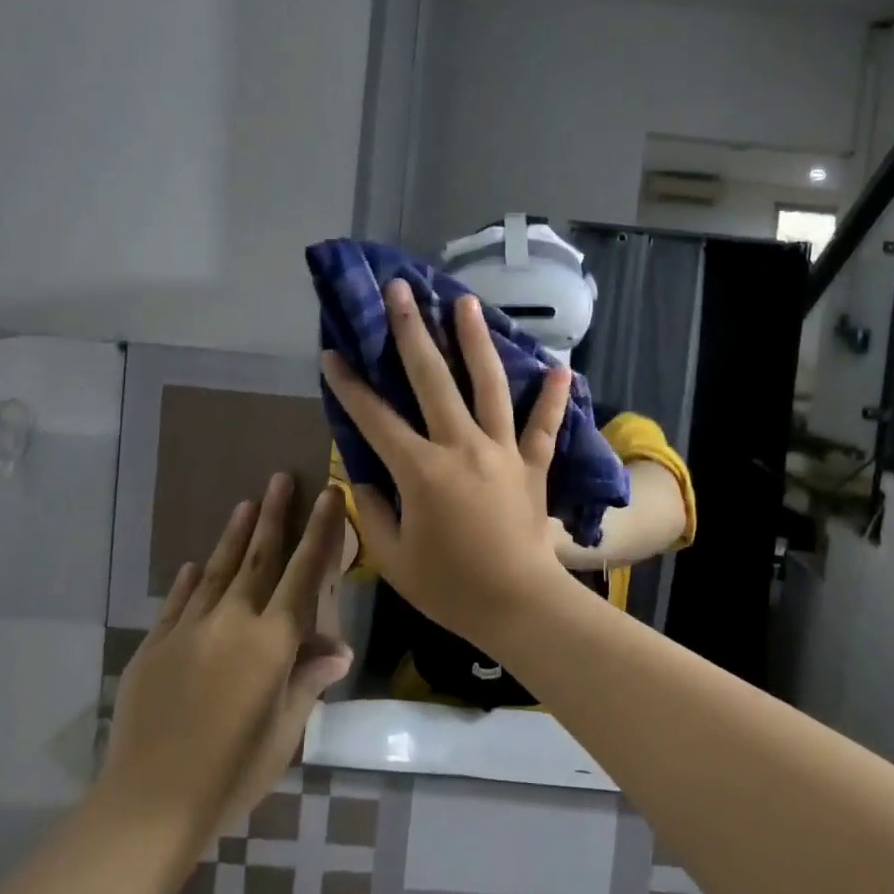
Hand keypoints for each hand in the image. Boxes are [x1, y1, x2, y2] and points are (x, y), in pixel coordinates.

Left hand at [101, 475, 352, 841]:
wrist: (150, 802)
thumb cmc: (233, 771)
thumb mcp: (285, 730)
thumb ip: (308, 680)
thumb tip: (338, 647)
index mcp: (273, 640)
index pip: (304, 573)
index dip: (319, 531)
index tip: (329, 495)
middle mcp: (233, 621)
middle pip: (258, 558)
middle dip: (274, 516)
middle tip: (280, 479)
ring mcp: (188, 630)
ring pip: (217, 571)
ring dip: (234, 536)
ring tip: (245, 504)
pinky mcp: (154, 647)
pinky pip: (177, 602)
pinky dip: (190, 580)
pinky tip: (196, 564)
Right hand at [320, 281, 571, 646]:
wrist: (518, 604)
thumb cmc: (450, 587)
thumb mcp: (394, 558)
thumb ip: (372, 513)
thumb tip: (363, 481)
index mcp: (422, 470)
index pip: (376, 418)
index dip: (350, 385)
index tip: (331, 352)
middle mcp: (462, 446)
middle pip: (433, 380)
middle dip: (412, 331)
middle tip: (401, 290)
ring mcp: (502, 450)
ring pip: (489, 385)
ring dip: (476, 341)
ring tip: (465, 303)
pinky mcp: (533, 463)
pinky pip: (545, 425)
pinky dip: (553, 397)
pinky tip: (562, 366)